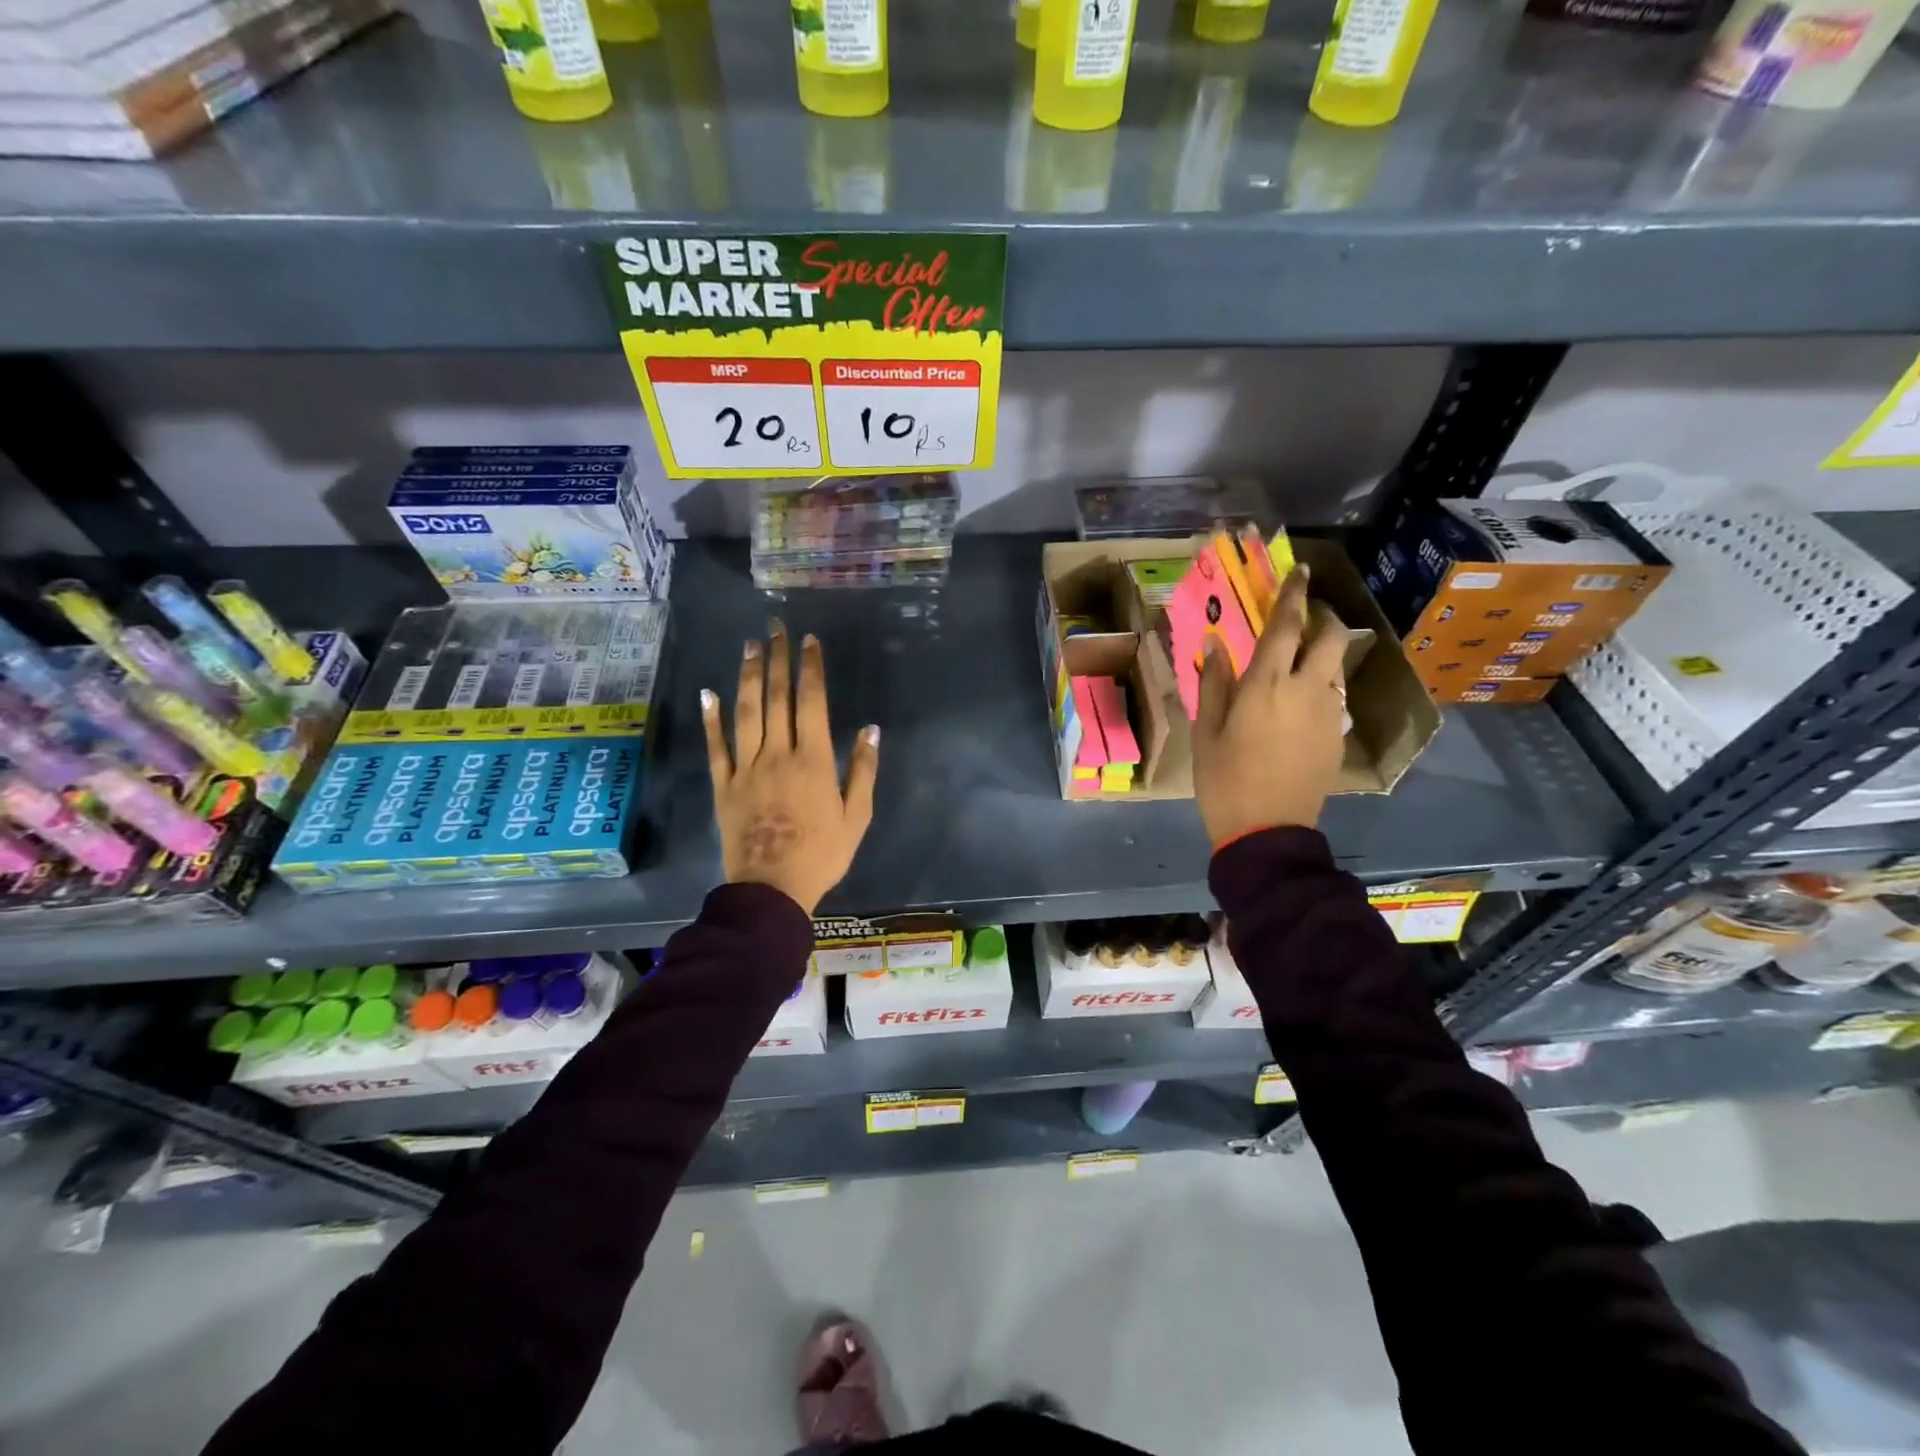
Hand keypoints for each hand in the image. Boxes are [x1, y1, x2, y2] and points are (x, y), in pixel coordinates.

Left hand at [702, 621, 879, 914]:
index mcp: (813, 761)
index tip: (810, 642)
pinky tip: (709, 692)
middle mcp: (778, 755)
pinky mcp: (723, 786)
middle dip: (778, 660)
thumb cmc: (822, 854)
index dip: (811, 669)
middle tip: (776, 628)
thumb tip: (871, 729)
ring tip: (751, 646)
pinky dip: (712, 719)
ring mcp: (746, 769)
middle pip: (776, 699)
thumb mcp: (857, 817)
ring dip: (749, 677)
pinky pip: (716, 747)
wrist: (772, 889)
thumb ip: (864, 771)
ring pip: (746, 713)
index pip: (811, 703)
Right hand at [1191, 567, 1347, 846]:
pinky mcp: (1337, 735)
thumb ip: (1213, 683)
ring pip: (1335, 666)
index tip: (1300, 571)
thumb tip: (1214, 642)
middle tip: (1304, 615)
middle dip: (1322, 616)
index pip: (1287, 625)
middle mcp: (1306, 690)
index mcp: (1266, 685)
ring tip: (1298, 659)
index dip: (1294, 594)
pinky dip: (1320, 685)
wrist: (1267, 831)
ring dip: (1322, 651)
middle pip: (1330, 637)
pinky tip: (1298, 704)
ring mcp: (1328, 713)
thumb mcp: (1205, 731)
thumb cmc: (1224, 780)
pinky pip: (1333, 696)